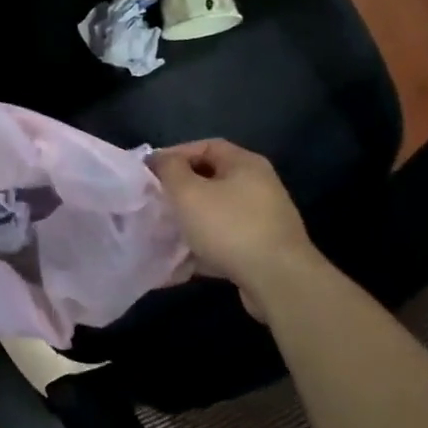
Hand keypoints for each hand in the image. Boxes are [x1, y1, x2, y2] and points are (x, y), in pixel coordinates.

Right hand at [150, 139, 315, 309]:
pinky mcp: (262, 251)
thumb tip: (160, 159)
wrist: (278, 281)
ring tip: (163, 233)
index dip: (175, 155)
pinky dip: (203, 249)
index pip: (205, 146)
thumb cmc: (229, 227)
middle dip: (180, 191)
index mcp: (245, 164)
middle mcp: (259, 186)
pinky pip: (224, 242)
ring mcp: (263, 220)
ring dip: (189, 222)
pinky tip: (180, 263)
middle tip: (155, 202)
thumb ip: (169, 170)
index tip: (150, 172)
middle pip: (211, 180)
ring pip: (216, 213)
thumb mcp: (188, 192)